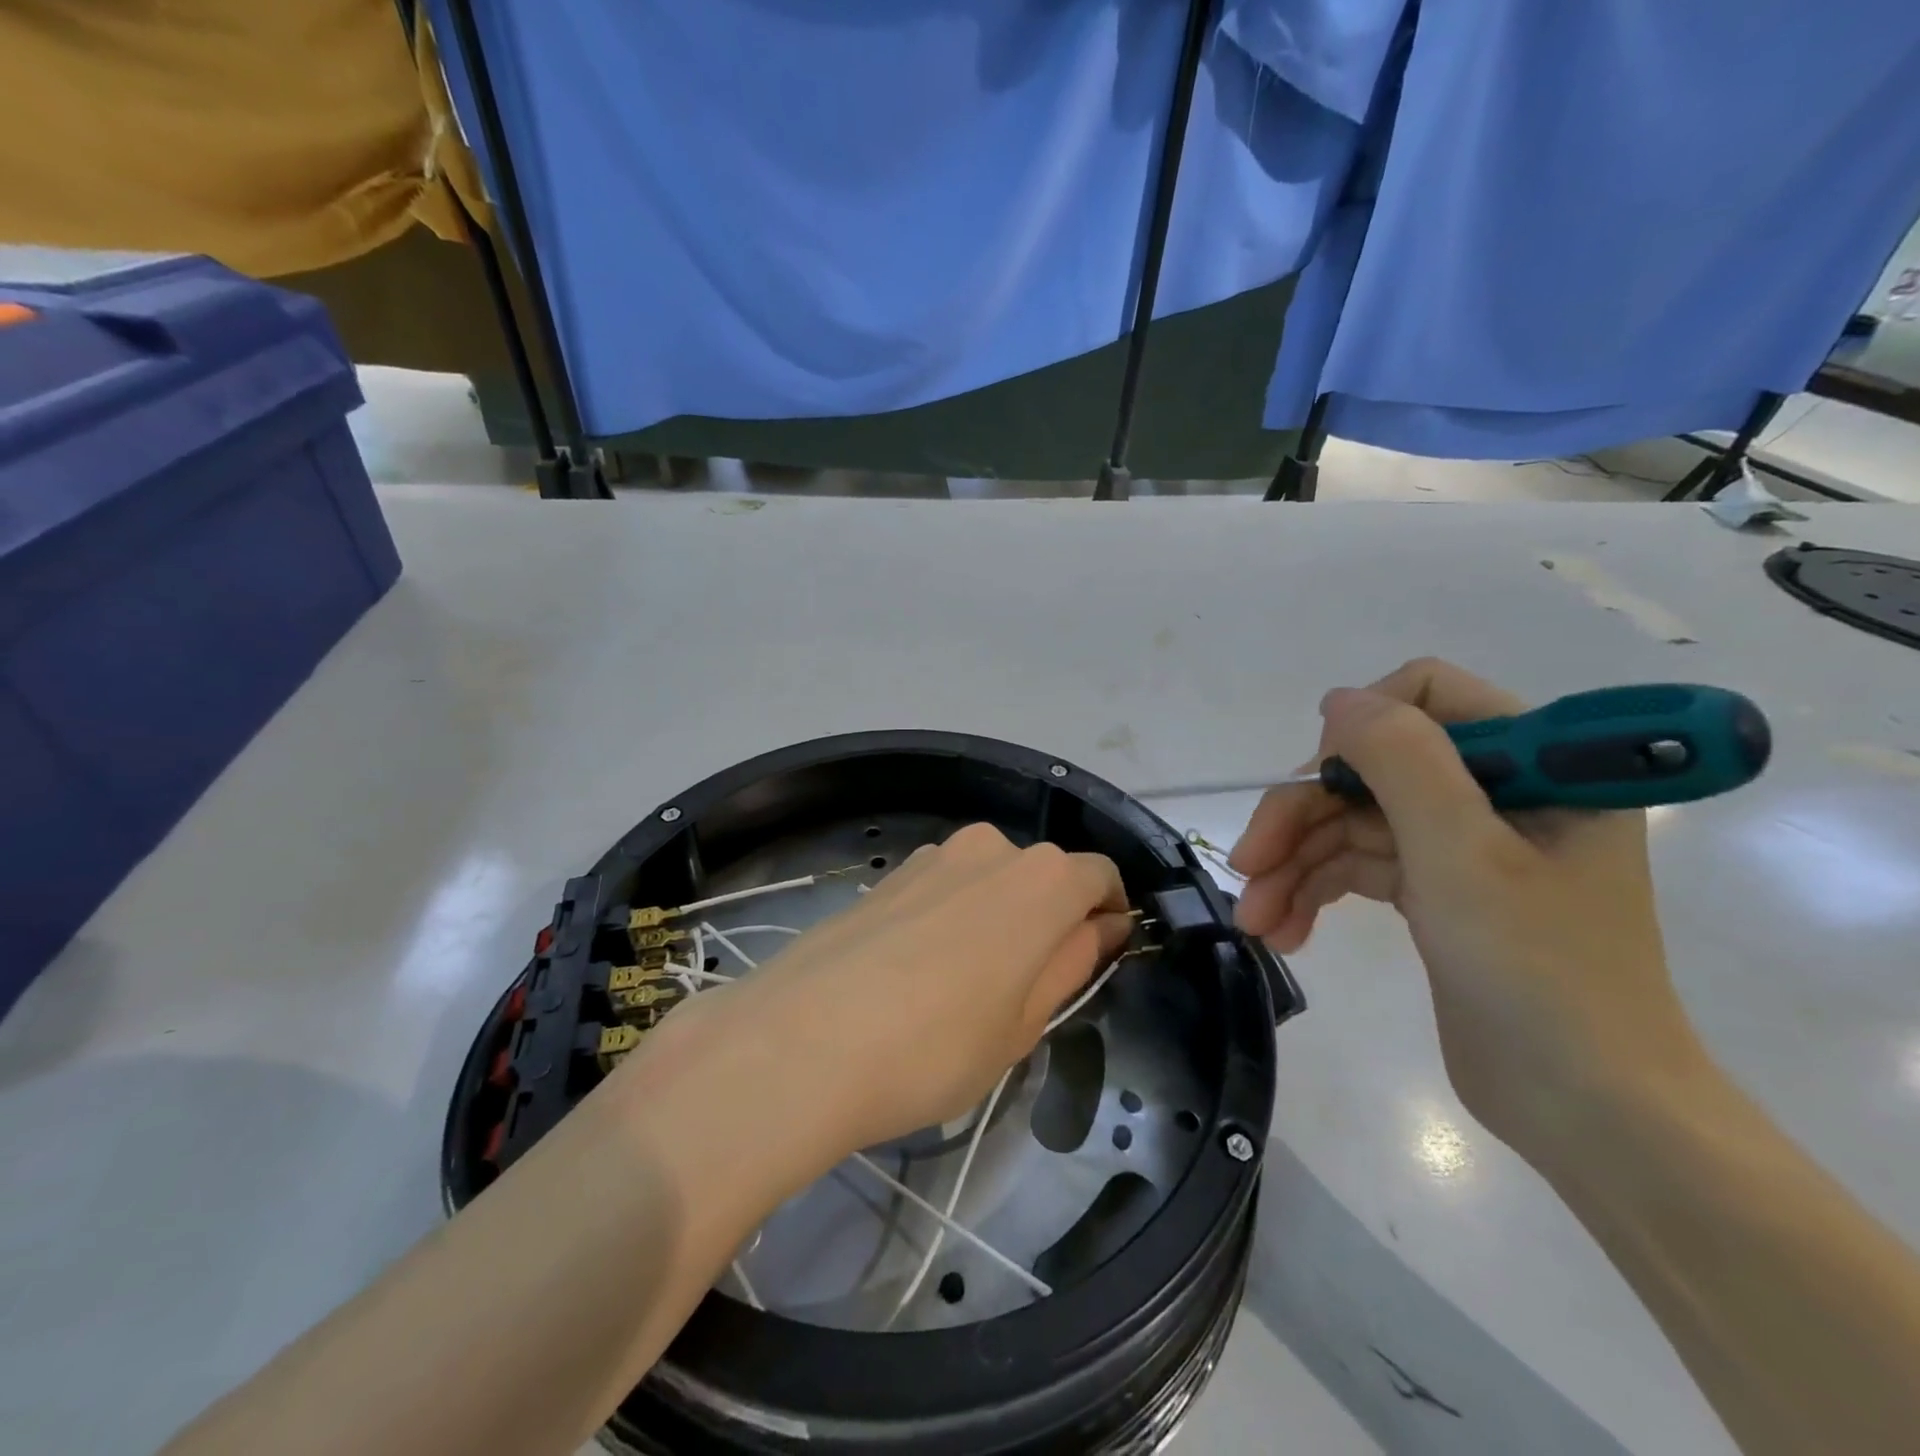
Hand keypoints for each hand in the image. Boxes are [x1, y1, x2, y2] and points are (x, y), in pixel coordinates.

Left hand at [657, 824, 1131, 1164]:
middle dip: (1050, 920)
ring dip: (998, 918)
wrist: (799, 1042)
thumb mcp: (1024, 1022)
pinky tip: (919, 973)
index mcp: (1041, 879)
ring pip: (990, 881)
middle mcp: (990, 848)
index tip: (1099, 958)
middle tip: (1027, 991)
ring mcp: (932, 855)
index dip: (1108, 915)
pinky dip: (953, 918)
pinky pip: (944, 887)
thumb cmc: (935, 1046)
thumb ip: (1072, 962)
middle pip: (1043, 875)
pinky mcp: (887, 874)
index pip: (1099, 877)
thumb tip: (1103, 927)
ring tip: (965, 988)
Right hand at [1228, 658, 1706, 1157]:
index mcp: (1538, 764)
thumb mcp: (1464, 855)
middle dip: (1302, 817)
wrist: (1588, 1114)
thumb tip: (1339, 700)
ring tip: (1253, 919)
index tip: (1318, 784)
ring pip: (1353, 823)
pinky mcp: (1436, 893)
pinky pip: (1358, 868)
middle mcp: (1498, 793)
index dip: (1361, 730)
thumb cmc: (1541, 974)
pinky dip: (1315, 894)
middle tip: (1248, 866)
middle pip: (1371, 770)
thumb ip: (1403, 760)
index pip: (1430, 696)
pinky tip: (1283, 932)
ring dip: (1295, 865)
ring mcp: (1463, 846)